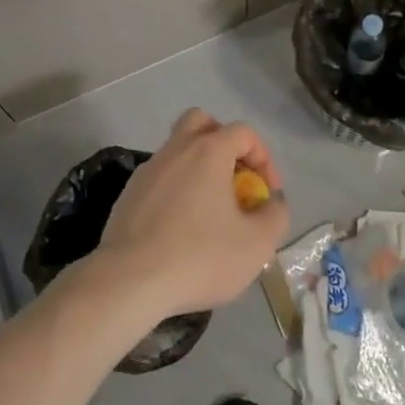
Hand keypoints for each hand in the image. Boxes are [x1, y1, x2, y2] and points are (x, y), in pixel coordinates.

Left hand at [92, 108, 290, 321]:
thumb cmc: (199, 257)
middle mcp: (175, 149)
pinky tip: (180, 227)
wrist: (129, 281)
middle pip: (202, 124)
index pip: (243, 132)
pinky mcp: (128, 194)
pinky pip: (159, 178)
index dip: (264, 158)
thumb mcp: (256, 244)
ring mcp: (148, 170)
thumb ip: (276, 215)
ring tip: (210, 210)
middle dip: (224, 144)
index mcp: (208, 151)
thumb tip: (272, 202)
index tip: (267, 194)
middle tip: (233, 179)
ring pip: (177, 150)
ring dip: (198, 169)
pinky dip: (175, 190)